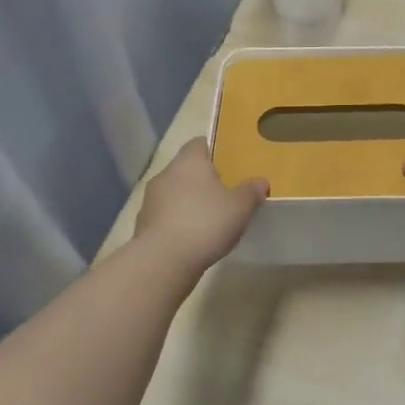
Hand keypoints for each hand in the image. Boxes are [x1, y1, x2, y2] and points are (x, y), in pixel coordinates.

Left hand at [134, 139, 267, 271]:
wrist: (164, 261)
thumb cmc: (205, 222)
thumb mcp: (240, 207)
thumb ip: (251, 191)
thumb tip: (260, 181)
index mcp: (189, 162)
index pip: (199, 143)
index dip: (215, 150)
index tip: (230, 163)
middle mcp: (166, 174)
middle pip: (187, 169)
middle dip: (204, 179)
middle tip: (226, 192)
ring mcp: (151, 200)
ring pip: (175, 193)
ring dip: (190, 202)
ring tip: (211, 218)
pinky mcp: (144, 225)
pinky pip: (167, 216)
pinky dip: (179, 222)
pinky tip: (195, 238)